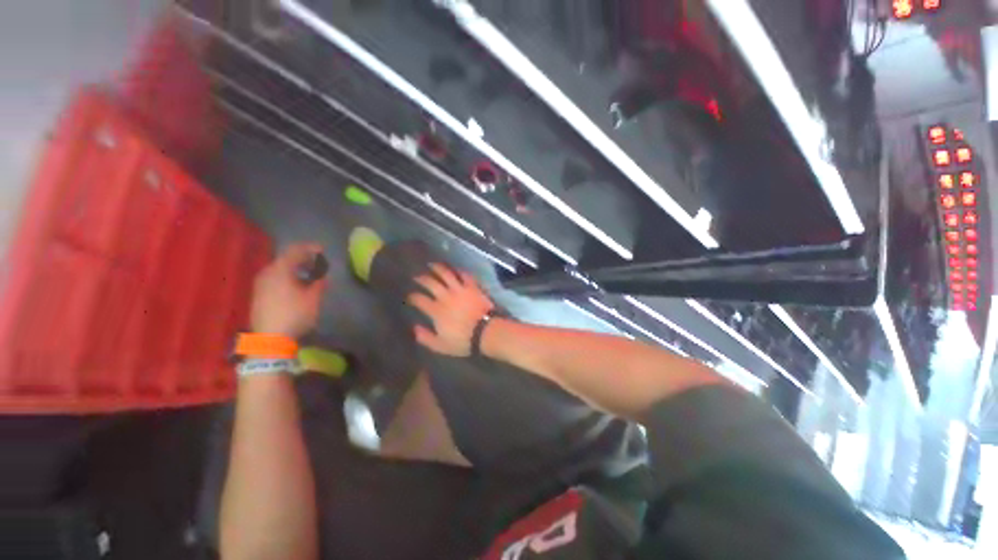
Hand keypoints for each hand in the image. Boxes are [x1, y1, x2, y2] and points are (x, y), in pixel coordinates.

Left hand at [251, 243, 327, 337]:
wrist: (270, 339)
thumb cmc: (295, 315)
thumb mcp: (313, 299)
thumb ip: (319, 284)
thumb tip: (322, 277)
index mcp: (280, 270)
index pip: (295, 251)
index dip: (310, 248)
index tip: (322, 250)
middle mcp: (267, 273)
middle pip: (285, 258)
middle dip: (302, 258)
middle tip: (317, 263)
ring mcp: (260, 284)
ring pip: (278, 268)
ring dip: (294, 268)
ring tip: (307, 274)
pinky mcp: (258, 294)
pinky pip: (273, 277)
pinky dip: (286, 276)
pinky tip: (295, 285)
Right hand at [408, 263, 493, 355]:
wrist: (486, 331)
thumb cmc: (463, 341)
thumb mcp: (441, 345)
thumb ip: (426, 337)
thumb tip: (415, 328)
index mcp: (436, 310)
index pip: (420, 299)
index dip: (413, 297)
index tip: (410, 296)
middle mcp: (446, 296)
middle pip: (430, 283)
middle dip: (421, 278)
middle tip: (417, 277)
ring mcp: (460, 289)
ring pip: (446, 274)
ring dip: (438, 268)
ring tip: (432, 265)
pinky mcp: (472, 286)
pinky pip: (464, 275)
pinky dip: (459, 271)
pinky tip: (455, 269)